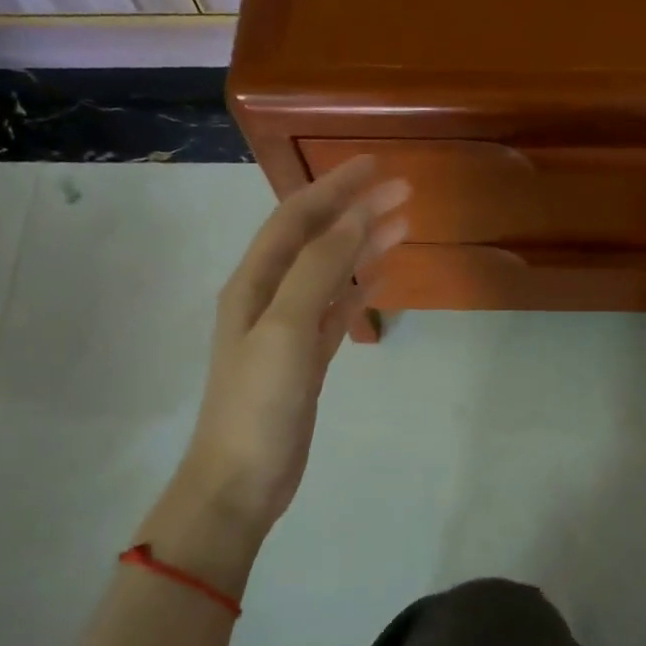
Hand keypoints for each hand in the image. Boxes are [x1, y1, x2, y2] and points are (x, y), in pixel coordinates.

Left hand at [152, 157, 408, 573]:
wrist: (241, 480)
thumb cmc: (258, 403)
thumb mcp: (285, 329)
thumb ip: (318, 269)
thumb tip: (355, 217)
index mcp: (254, 282)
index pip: (297, 218)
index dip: (334, 187)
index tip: (376, 165)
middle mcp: (269, 296)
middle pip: (317, 239)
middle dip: (356, 210)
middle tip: (404, 190)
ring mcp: (289, 328)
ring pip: (332, 272)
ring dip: (364, 245)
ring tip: (404, 224)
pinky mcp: (307, 358)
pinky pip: (337, 309)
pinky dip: (361, 288)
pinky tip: (384, 276)